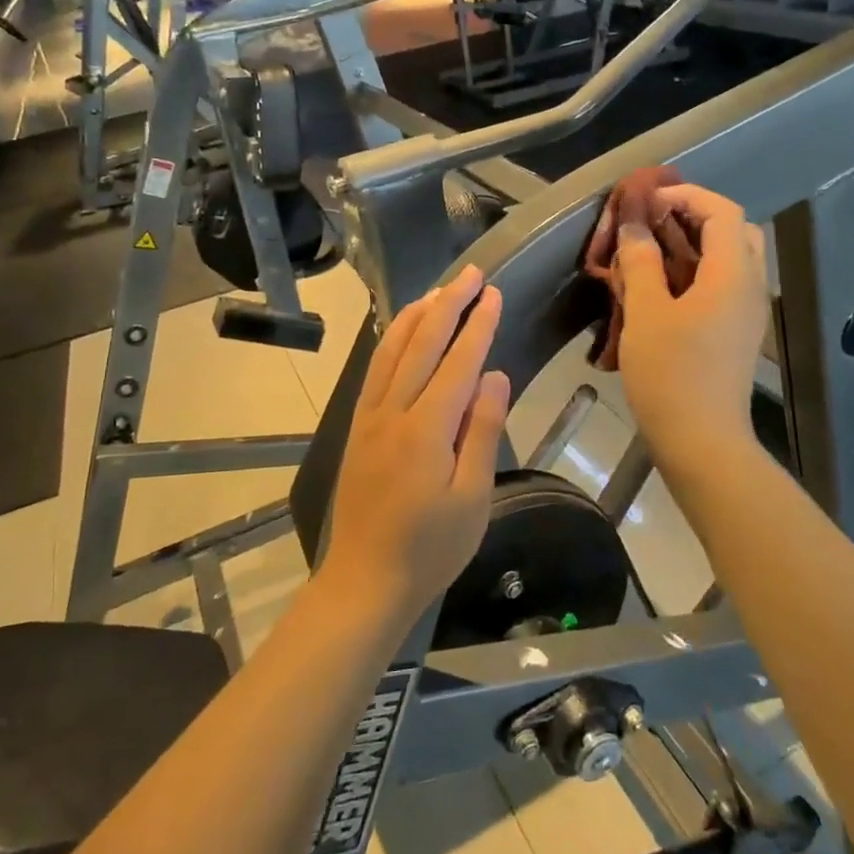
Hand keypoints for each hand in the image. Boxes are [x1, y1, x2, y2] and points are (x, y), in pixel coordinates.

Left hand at [321, 267, 511, 624]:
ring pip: (392, 350)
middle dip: (448, 304)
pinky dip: (390, 341)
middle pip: (422, 344)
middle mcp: (394, 411)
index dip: (477, 324)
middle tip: (470, 273)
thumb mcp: (473, 497)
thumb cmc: (431, 547)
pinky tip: (400, 331)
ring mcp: (370, 416)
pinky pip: (374, 370)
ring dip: (416, 315)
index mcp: (427, 428)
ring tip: (438, 290)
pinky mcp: (358, 426)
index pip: (458, 362)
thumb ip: (483, 431)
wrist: (366, 580)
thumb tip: (495, 375)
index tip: (492, 293)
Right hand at [613, 184, 769, 467]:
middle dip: (694, 216)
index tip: (646, 202)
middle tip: (653, 221)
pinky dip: (696, 271)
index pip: (722, 210)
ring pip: (730, 258)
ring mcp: (747, 311)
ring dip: (693, 244)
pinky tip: (660, 285)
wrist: (701, 440)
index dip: (685, 195)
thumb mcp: (646, 312)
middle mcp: (750, 286)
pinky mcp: (737, 332)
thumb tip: (633, 224)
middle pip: (734, 230)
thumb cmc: (671, 373)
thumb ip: (640, 261)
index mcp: (733, 274)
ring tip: (650, 250)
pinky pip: (723, 284)